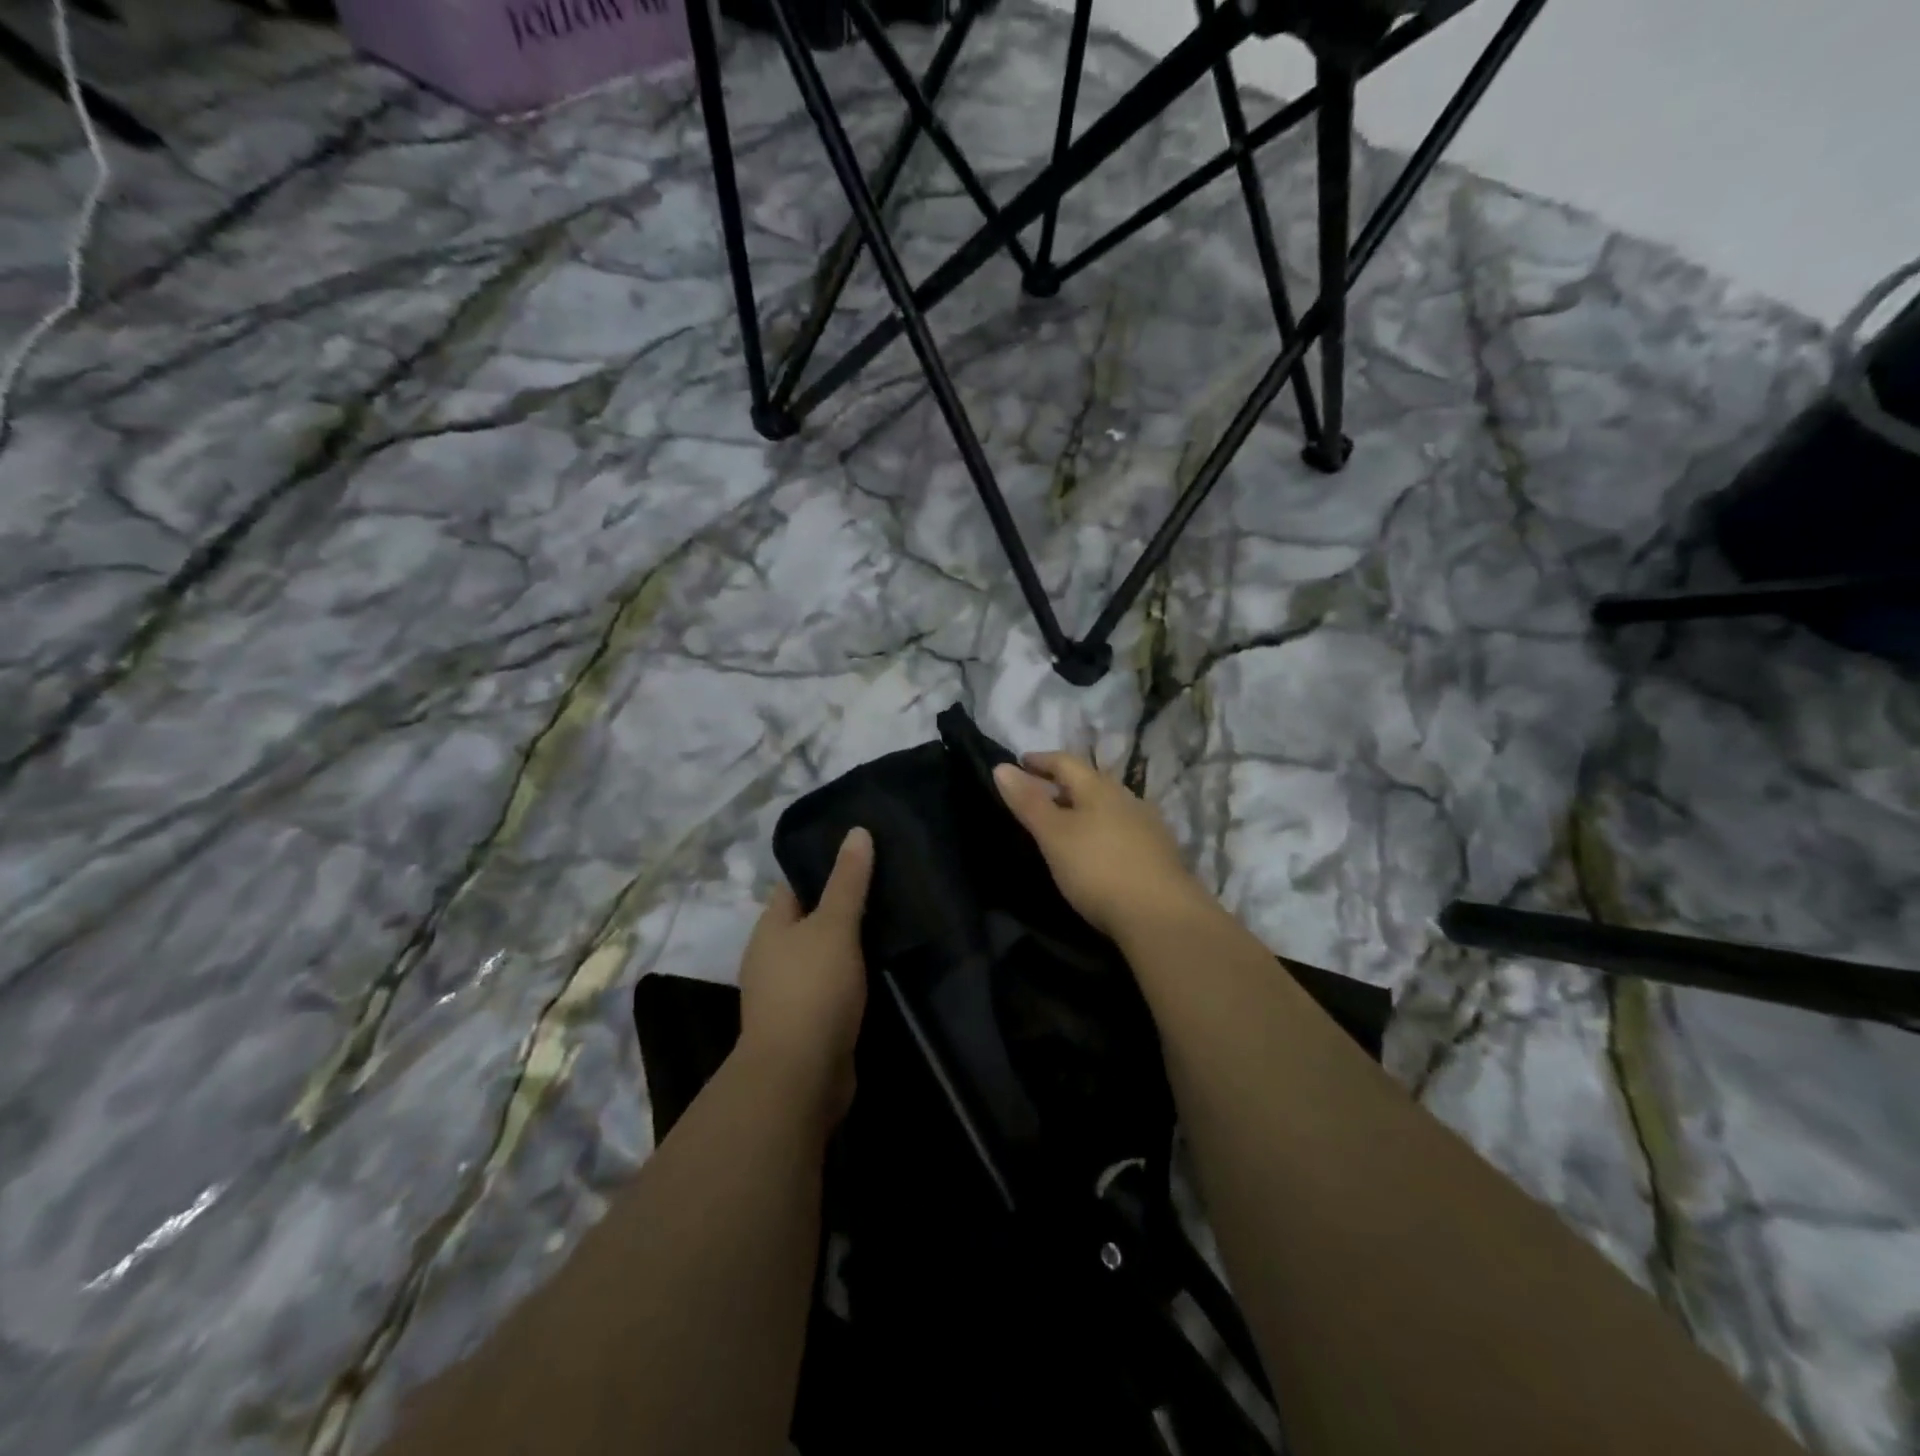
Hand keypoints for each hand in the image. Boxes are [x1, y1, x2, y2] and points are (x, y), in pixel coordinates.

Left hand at [736, 827, 874, 1125]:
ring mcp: (786, 994)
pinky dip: (849, 979)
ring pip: (821, 957)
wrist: (799, 1076)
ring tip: (889, 926)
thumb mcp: (835, 925)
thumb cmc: (813, 989)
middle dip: (840, 908)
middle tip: (885, 889)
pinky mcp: (805, 1024)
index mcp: (770, 928)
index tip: (860, 859)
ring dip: (847, 947)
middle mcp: (771, 958)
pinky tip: (878, 972)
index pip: (794, 886)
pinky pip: (829, 989)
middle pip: (808, 922)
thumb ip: (848, 881)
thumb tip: (856, 831)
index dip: (823, 870)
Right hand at [993, 753, 1213, 942]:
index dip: (1040, 760)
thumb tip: (1001, 766)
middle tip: (1039, 794)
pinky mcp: (1160, 854)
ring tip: (1066, 823)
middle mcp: (1127, 799)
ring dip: (1085, 809)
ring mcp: (1148, 826)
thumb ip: (1028, 802)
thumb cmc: (1098, 869)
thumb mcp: (1054, 835)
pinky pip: (1123, 830)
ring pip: (1109, 807)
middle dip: (1063, 784)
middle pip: (1090, 782)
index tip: (1020, 762)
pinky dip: (1103, 831)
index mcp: (1099, 788)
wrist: (1162, 916)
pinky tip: (1098, 849)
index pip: (1065, 762)